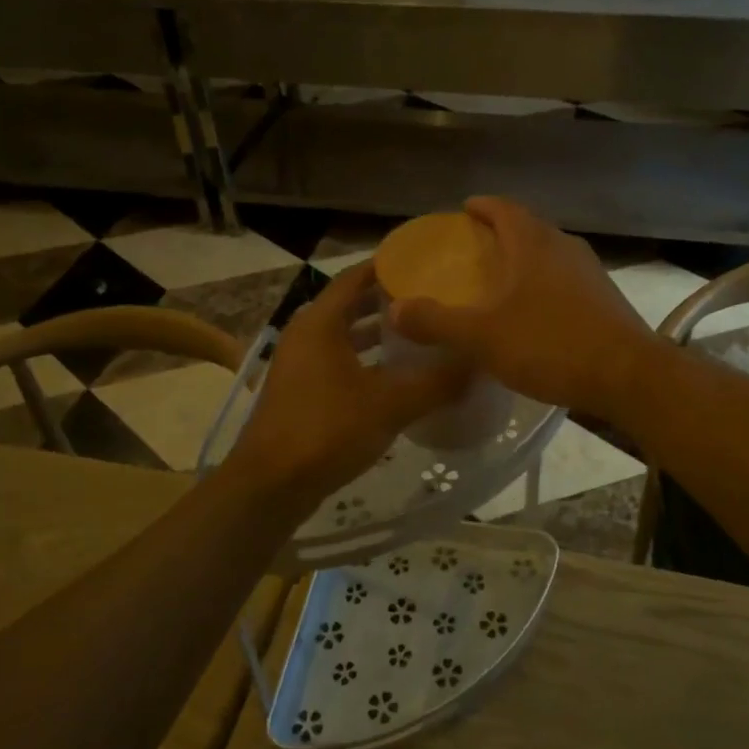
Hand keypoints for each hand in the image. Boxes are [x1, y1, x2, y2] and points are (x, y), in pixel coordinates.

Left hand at [225, 263, 467, 510]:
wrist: (271, 486)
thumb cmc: (327, 431)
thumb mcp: (390, 404)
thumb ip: (436, 382)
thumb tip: (478, 362)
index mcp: (320, 323)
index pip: (355, 277)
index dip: (388, 266)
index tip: (425, 262)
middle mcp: (306, 335)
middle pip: (351, 305)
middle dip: (388, 300)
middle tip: (431, 296)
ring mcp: (300, 365)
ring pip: (345, 336)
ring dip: (378, 333)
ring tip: (420, 332)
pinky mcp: (301, 392)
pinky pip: (339, 361)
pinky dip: (366, 360)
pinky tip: (397, 376)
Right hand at [387, 197, 660, 418]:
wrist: (628, 375)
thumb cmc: (551, 345)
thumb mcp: (483, 337)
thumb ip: (437, 322)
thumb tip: (395, 309)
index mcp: (533, 244)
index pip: (504, 208)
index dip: (482, 206)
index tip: (464, 210)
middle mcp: (564, 247)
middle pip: (528, 228)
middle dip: (501, 233)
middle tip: (474, 249)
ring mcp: (590, 272)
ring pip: (549, 254)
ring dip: (525, 259)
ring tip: (501, 280)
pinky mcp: (605, 298)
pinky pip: (565, 279)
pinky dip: (544, 284)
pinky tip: (535, 312)